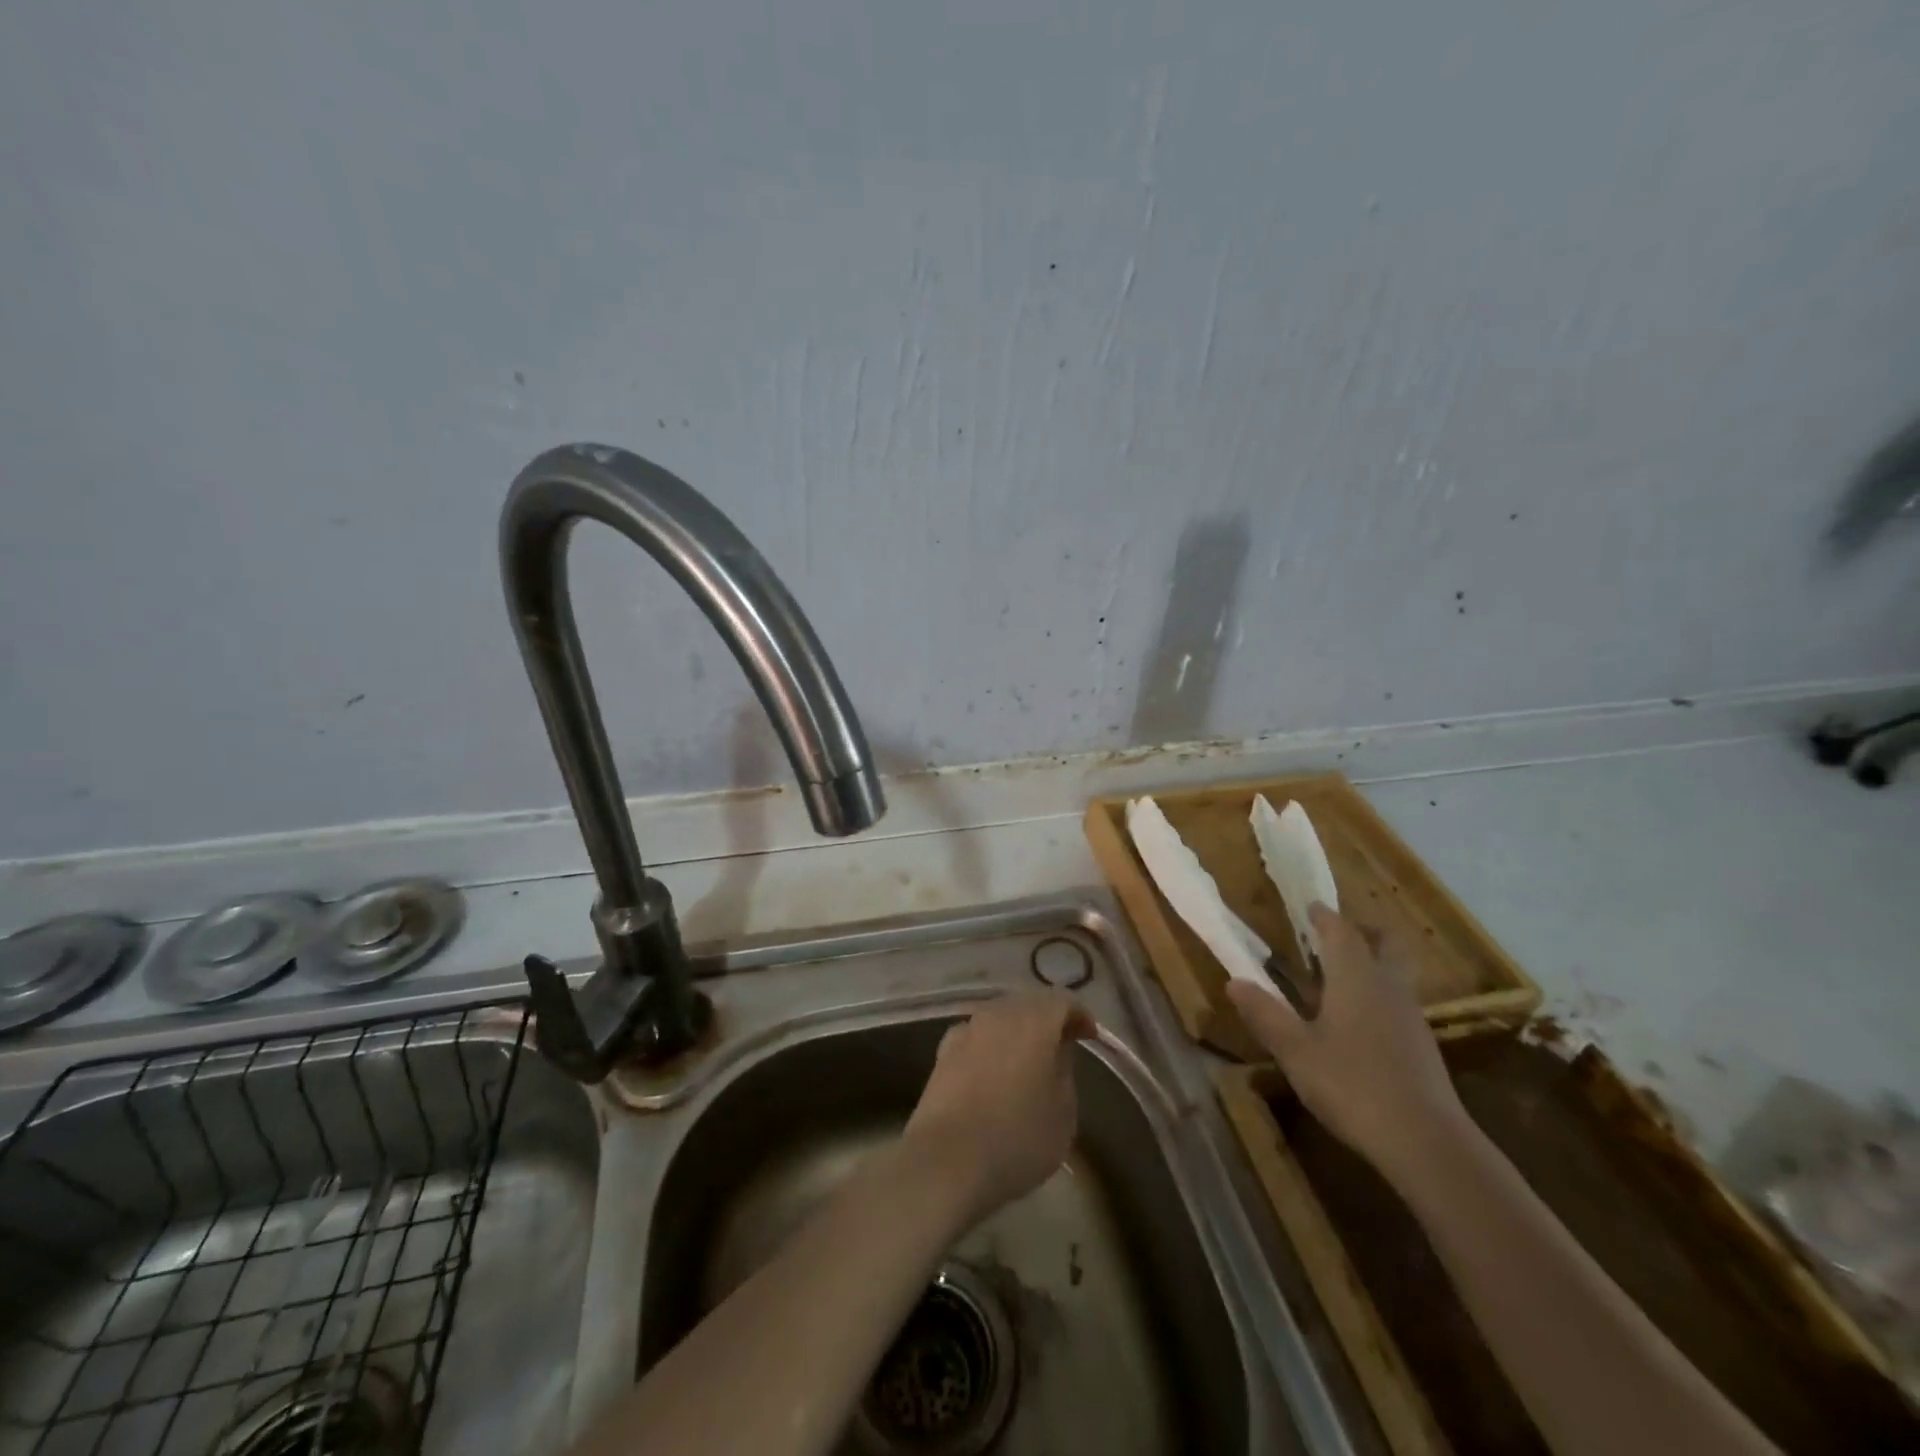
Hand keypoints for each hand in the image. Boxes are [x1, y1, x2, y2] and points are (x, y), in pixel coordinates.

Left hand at [904, 992, 1094, 1227]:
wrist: (947, 1161)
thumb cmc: (1018, 1138)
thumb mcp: (1064, 1112)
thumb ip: (1065, 1071)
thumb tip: (1056, 1051)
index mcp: (1034, 1021)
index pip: (1062, 1001)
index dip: (1079, 1015)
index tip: (1089, 1037)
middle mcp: (999, 1014)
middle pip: (1028, 1003)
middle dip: (1047, 1019)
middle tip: (1061, 1045)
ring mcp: (967, 1030)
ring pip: (999, 1017)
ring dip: (1016, 1031)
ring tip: (1027, 1060)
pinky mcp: (943, 1051)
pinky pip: (976, 1036)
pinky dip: (990, 1045)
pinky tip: (992, 1070)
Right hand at [1226, 904, 1467, 1188]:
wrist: (1425, 1142)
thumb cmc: (1352, 1084)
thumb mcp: (1295, 1050)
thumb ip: (1265, 1014)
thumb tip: (1234, 981)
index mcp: (1356, 978)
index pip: (1341, 932)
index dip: (1325, 916)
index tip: (1310, 907)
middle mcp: (1388, 987)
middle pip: (1386, 943)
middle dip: (1363, 931)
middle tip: (1335, 934)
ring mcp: (1411, 1017)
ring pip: (1395, 972)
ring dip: (1372, 963)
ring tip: (1339, 977)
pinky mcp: (1422, 1046)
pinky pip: (1398, 1001)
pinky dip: (1378, 994)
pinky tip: (1357, 1021)